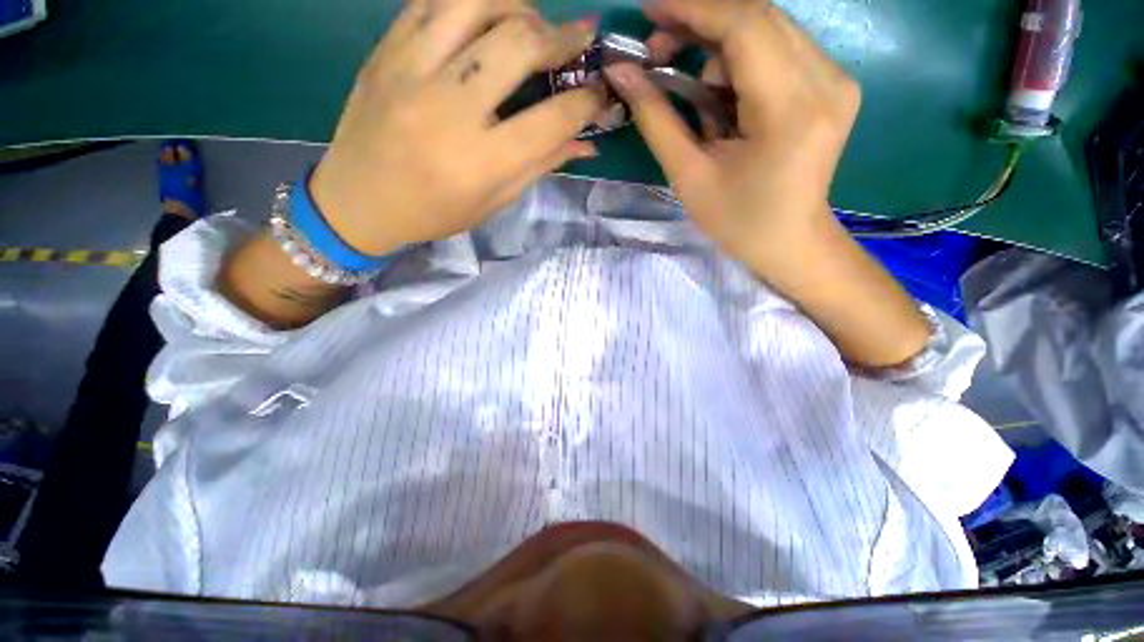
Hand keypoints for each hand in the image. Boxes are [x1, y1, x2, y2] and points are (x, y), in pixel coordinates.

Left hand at [310, 0, 605, 256]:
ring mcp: (410, 70)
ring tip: (532, 25)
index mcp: (479, 162)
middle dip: (561, 36)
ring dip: (518, 5)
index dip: (586, 102)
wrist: (357, 202)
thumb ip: (540, 166)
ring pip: (476, 0)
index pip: (551, 119)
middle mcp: (447, 108)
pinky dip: (472, 1)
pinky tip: (487, 19)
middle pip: (518, 43)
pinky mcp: (386, 51)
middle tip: (577, 40)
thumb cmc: (433, 214)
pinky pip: (434, 0)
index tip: (600, 93)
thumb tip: (586, 143)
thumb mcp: (493, 203)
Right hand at [604, 0, 860, 284]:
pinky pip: (780, 49)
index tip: (649, 10)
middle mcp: (827, 80)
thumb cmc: (737, 221)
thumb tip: (622, 73)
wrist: (790, 242)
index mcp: (791, 109)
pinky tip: (723, 95)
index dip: (692, 8)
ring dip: (719, 45)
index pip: (744, 27)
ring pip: (769, 29)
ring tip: (692, 87)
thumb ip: (656, 119)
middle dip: (701, 23)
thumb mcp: (689, 176)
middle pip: (759, 18)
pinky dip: (741, 60)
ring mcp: (837, 79)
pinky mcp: (833, 84)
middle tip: (659, 51)